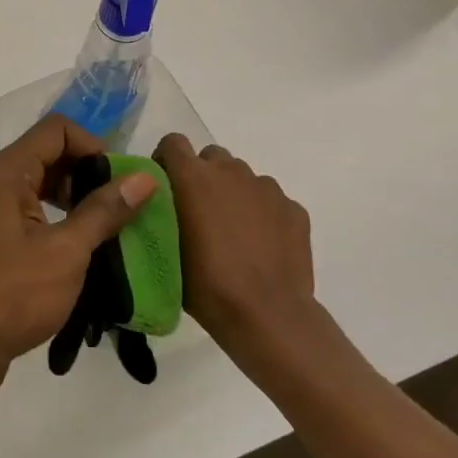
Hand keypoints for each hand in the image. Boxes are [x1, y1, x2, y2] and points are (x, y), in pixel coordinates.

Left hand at [0, 115, 157, 399]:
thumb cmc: (10, 295)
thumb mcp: (66, 252)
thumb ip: (104, 211)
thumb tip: (144, 178)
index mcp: (6, 172)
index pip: (56, 130)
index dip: (94, 146)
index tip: (121, 182)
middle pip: (49, 155)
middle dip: (89, 174)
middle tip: (122, 209)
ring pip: (41, 186)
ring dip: (77, 201)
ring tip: (108, 233)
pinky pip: (31, 213)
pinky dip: (59, 222)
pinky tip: (83, 252)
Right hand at [154, 135, 314, 353]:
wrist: (267, 315)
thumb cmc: (206, 284)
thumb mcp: (165, 247)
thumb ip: (163, 213)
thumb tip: (163, 205)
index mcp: (193, 177)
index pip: (173, 142)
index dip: (167, 160)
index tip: (165, 187)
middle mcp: (230, 171)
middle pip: (211, 157)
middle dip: (203, 177)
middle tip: (199, 212)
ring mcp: (267, 188)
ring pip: (243, 178)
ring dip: (234, 195)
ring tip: (234, 233)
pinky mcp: (294, 209)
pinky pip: (271, 201)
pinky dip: (264, 215)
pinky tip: (262, 246)